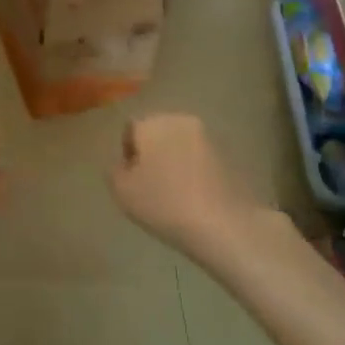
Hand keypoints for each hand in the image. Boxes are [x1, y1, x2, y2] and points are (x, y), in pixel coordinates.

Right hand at [112, 115, 284, 268]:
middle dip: (152, 152)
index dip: (128, 153)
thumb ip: (115, 170)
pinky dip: (194, 170)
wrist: (224, 224)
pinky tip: (194, 194)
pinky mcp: (229, 154)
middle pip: (157, 132)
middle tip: (150, 184)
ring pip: (180, 144)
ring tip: (173, 191)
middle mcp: (180, 120)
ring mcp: (208, 136)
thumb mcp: (122, 191)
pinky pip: (200, 158)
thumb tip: (125, 163)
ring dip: (174, 160)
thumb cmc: (164, 204)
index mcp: (152, 123)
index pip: (131, 129)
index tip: (132, 179)